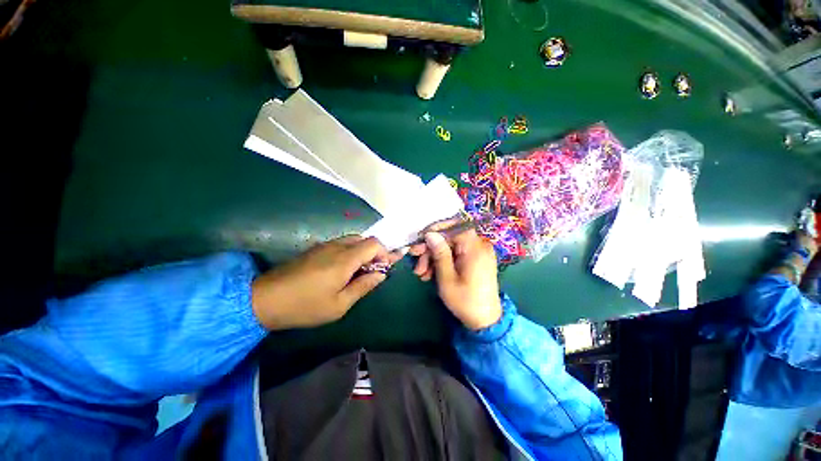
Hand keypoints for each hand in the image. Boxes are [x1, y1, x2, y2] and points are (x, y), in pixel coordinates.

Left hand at [251, 236, 396, 330]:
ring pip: (353, 240)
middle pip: (365, 239)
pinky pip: (341, 244)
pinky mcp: (316, 248)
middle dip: (374, 253)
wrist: (265, 299)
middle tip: (371, 272)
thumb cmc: (305, 305)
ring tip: (358, 272)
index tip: (383, 269)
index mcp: (345, 259)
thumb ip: (363, 286)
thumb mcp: (339, 304)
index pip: (375, 243)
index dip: (384, 253)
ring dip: (362, 253)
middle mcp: (337, 246)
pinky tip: (343, 270)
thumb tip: (381, 274)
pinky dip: (350, 253)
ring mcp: (325, 245)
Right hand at [409, 223, 501, 330]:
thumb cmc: (466, 301)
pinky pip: (456, 254)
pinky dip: (443, 262)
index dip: (435, 230)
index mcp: (475, 248)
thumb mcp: (447, 278)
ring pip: (450, 247)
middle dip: (431, 248)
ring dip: (434, 257)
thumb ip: (439, 254)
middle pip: (450, 237)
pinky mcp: (475, 260)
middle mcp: (479, 246)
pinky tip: (430, 274)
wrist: (485, 321)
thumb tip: (430, 234)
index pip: (454, 227)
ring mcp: (478, 253)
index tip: (420, 241)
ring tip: (421, 274)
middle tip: (416, 260)